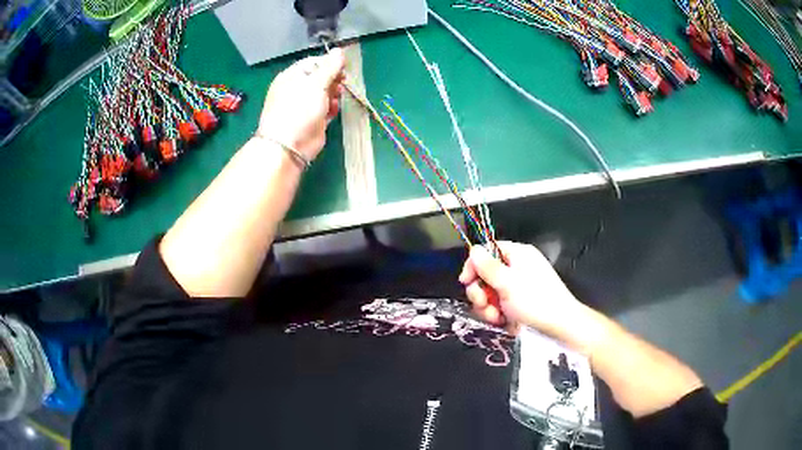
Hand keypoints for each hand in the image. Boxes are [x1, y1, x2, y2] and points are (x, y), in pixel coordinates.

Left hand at [257, 48, 345, 160]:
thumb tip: (340, 51)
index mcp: (292, 76)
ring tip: (336, 99)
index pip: (314, 63)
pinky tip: (332, 111)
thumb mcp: (316, 83)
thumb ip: (330, 67)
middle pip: (321, 77)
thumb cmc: (299, 109)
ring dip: (334, 94)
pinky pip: (325, 108)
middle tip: (340, 84)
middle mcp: (297, 89)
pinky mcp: (312, 119)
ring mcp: (304, 105)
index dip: (329, 64)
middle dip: (333, 80)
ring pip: (325, 93)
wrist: (289, 145)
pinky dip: (331, 108)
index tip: (342, 68)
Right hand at [459, 242, 594, 349]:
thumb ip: (487, 267)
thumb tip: (473, 249)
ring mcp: (518, 286)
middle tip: (484, 304)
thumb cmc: (535, 301)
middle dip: (481, 292)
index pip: (487, 251)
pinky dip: (497, 314)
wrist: (560, 326)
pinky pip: (499, 305)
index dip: (473, 265)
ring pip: (490, 293)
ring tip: (496, 318)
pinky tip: (503, 322)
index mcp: (518, 254)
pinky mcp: (518, 303)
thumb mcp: (508, 283)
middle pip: (485, 274)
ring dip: (487, 307)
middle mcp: (517, 267)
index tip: (465, 282)